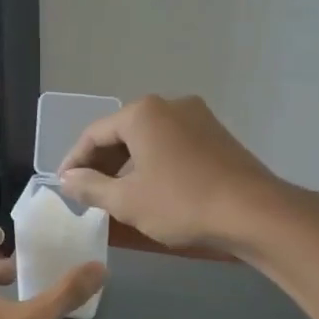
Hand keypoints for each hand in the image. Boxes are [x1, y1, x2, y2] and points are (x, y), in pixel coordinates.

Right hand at [58, 94, 292, 251]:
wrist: (255, 213)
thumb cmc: (182, 203)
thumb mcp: (127, 201)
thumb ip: (90, 187)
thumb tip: (67, 179)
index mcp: (142, 113)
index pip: (94, 133)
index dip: (74, 160)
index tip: (64, 185)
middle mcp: (170, 105)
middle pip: (122, 132)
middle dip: (102, 162)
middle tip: (86, 191)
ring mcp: (198, 117)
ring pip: (149, 138)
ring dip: (128, 164)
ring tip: (116, 193)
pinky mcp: (217, 135)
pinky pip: (172, 144)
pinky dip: (154, 163)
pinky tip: (152, 188)